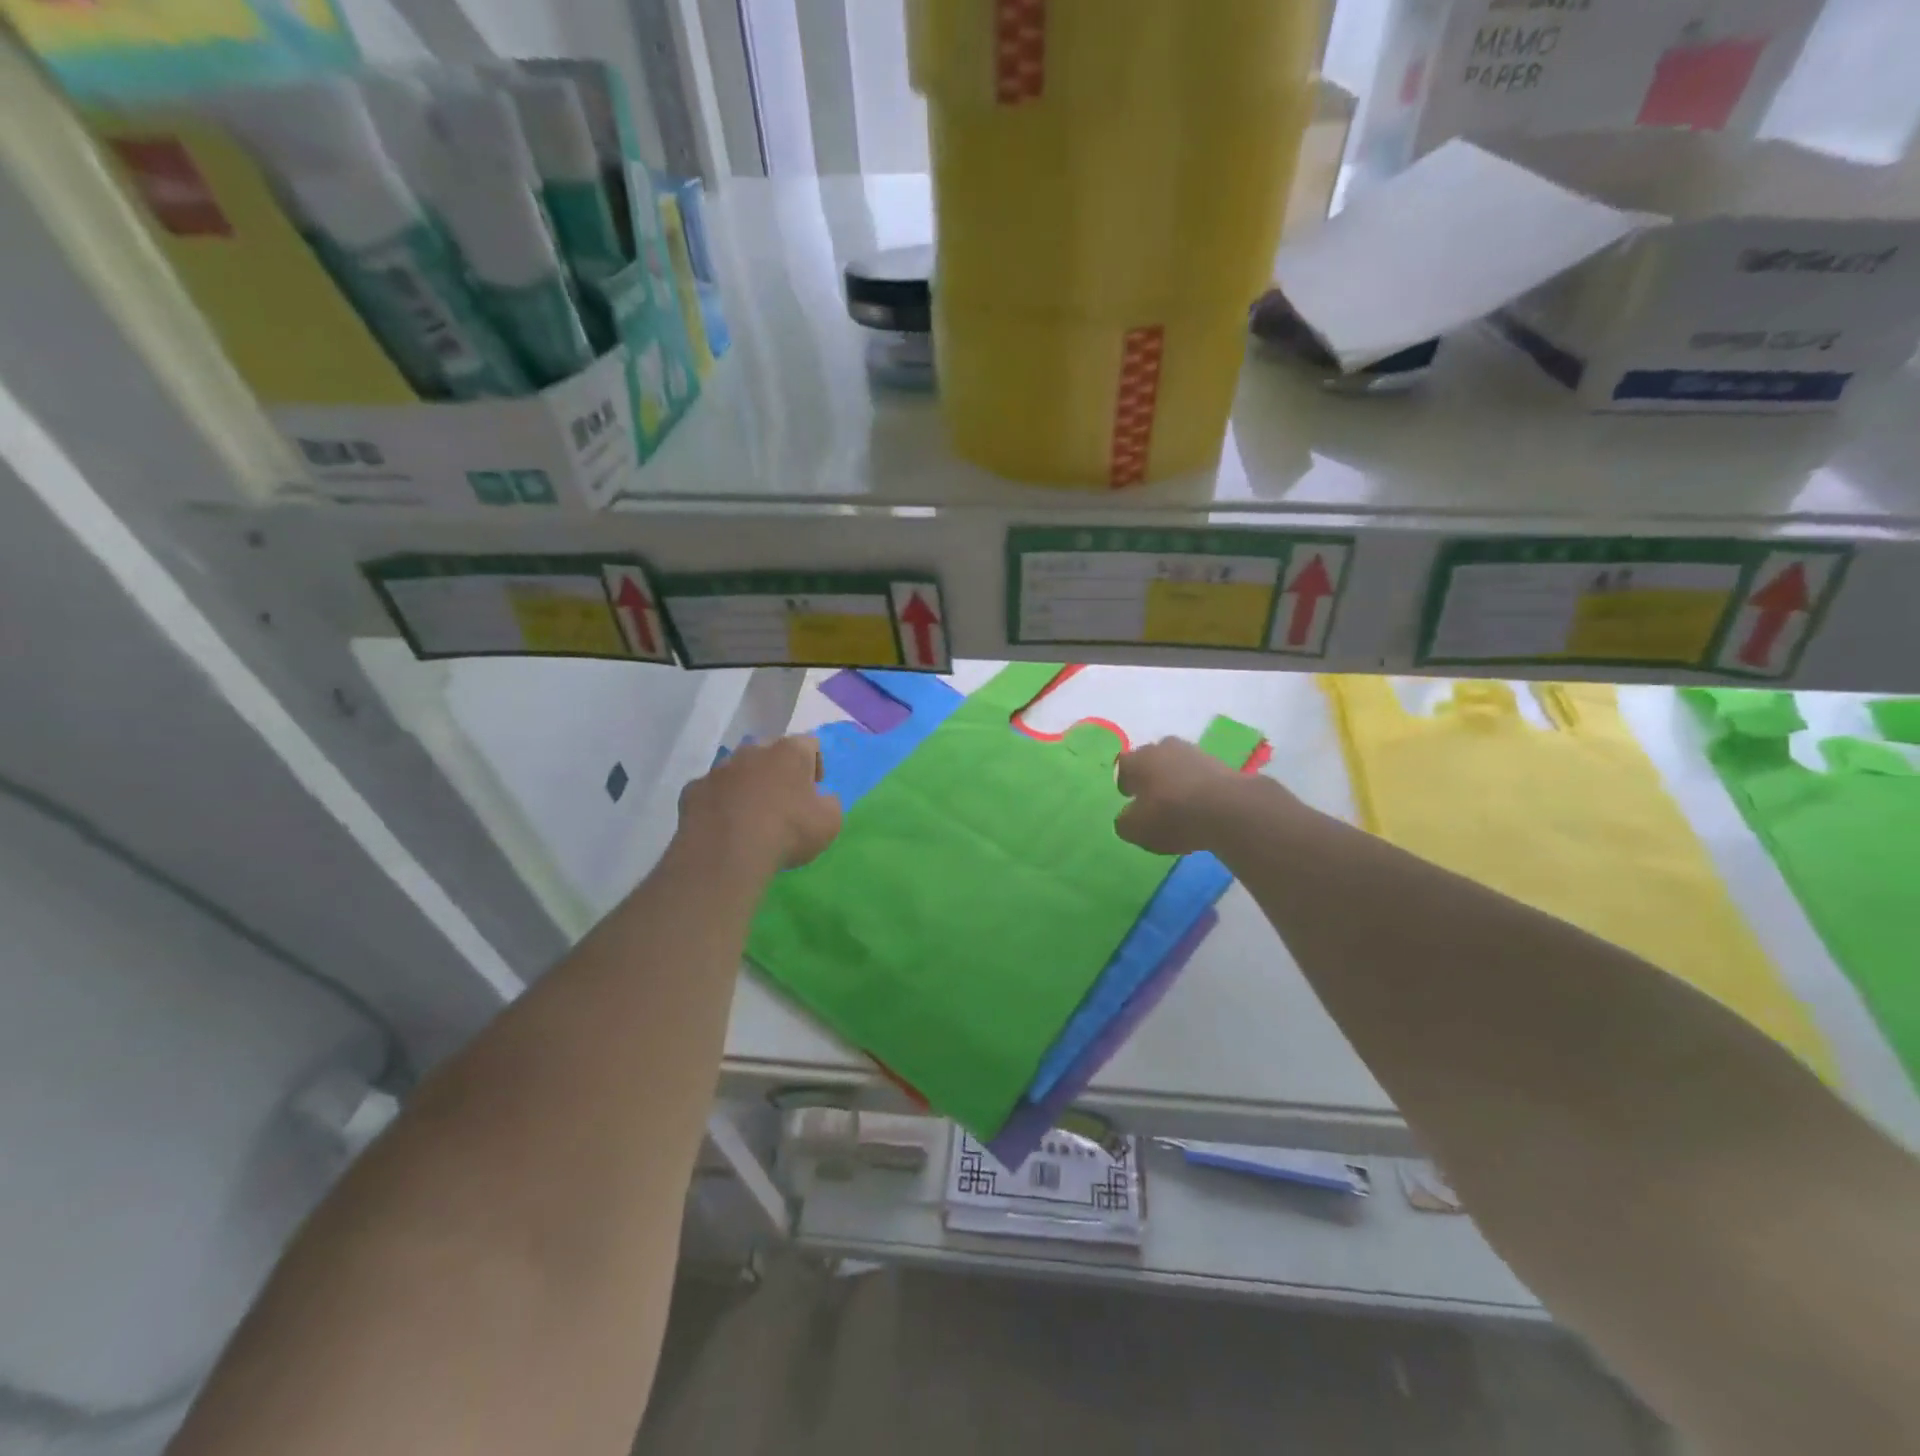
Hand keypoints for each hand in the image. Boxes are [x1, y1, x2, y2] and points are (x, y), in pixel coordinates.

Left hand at [677, 736, 841, 871]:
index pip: (810, 743)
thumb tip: (821, 799)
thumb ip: (830, 803)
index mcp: (790, 752)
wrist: (727, 853)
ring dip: (747, 785)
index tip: (815, 789)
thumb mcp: (830, 822)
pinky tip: (724, 827)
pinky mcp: (693, 790)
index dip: (815, 764)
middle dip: (778, 770)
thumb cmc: (788, 831)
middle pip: (770, 751)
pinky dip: (719, 803)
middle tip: (784, 800)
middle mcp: (752, 750)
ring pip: (737, 770)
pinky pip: (711, 791)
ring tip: (751, 815)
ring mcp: (719, 769)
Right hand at [1114, 737, 1249, 855]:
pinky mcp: (1221, 763)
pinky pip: (1200, 775)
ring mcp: (1194, 752)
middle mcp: (1163, 748)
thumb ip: (1125, 822)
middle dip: (1151, 776)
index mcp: (1137, 760)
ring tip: (1181, 804)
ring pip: (1178, 764)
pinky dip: (1198, 787)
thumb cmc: (1171, 815)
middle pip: (1152, 759)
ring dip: (1177, 780)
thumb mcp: (1136, 830)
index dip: (1125, 782)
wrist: (1228, 809)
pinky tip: (1202, 806)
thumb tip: (1128, 817)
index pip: (1123, 766)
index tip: (1130, 798)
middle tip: (1154, 799)